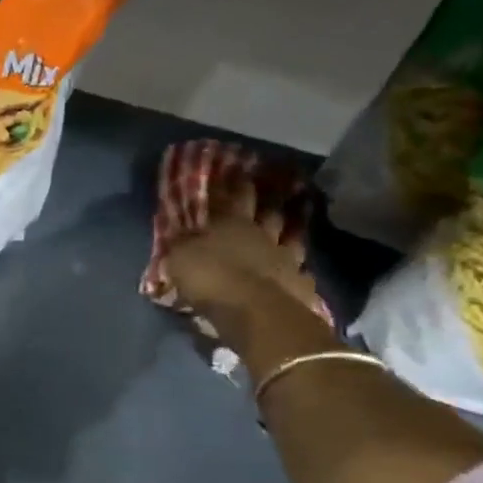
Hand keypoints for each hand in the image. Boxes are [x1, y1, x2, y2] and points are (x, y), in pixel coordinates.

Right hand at [164, 170, 317, 313]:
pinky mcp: (301, 285)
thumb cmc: (210, 277)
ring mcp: (287, 259)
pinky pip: (303, 274)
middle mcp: (263, 235)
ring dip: (291, 234)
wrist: (253, 311)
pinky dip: (300, 272)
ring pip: (292, 239)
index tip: (241, 171)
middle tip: (275, 194)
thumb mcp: (180, 258)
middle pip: (270, 214)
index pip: (235, 196)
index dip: (237, 184)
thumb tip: (179, 232)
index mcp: (232, 223)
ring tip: (291, 231)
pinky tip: (300, 274)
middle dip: (270, 204)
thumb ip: (181, 243)